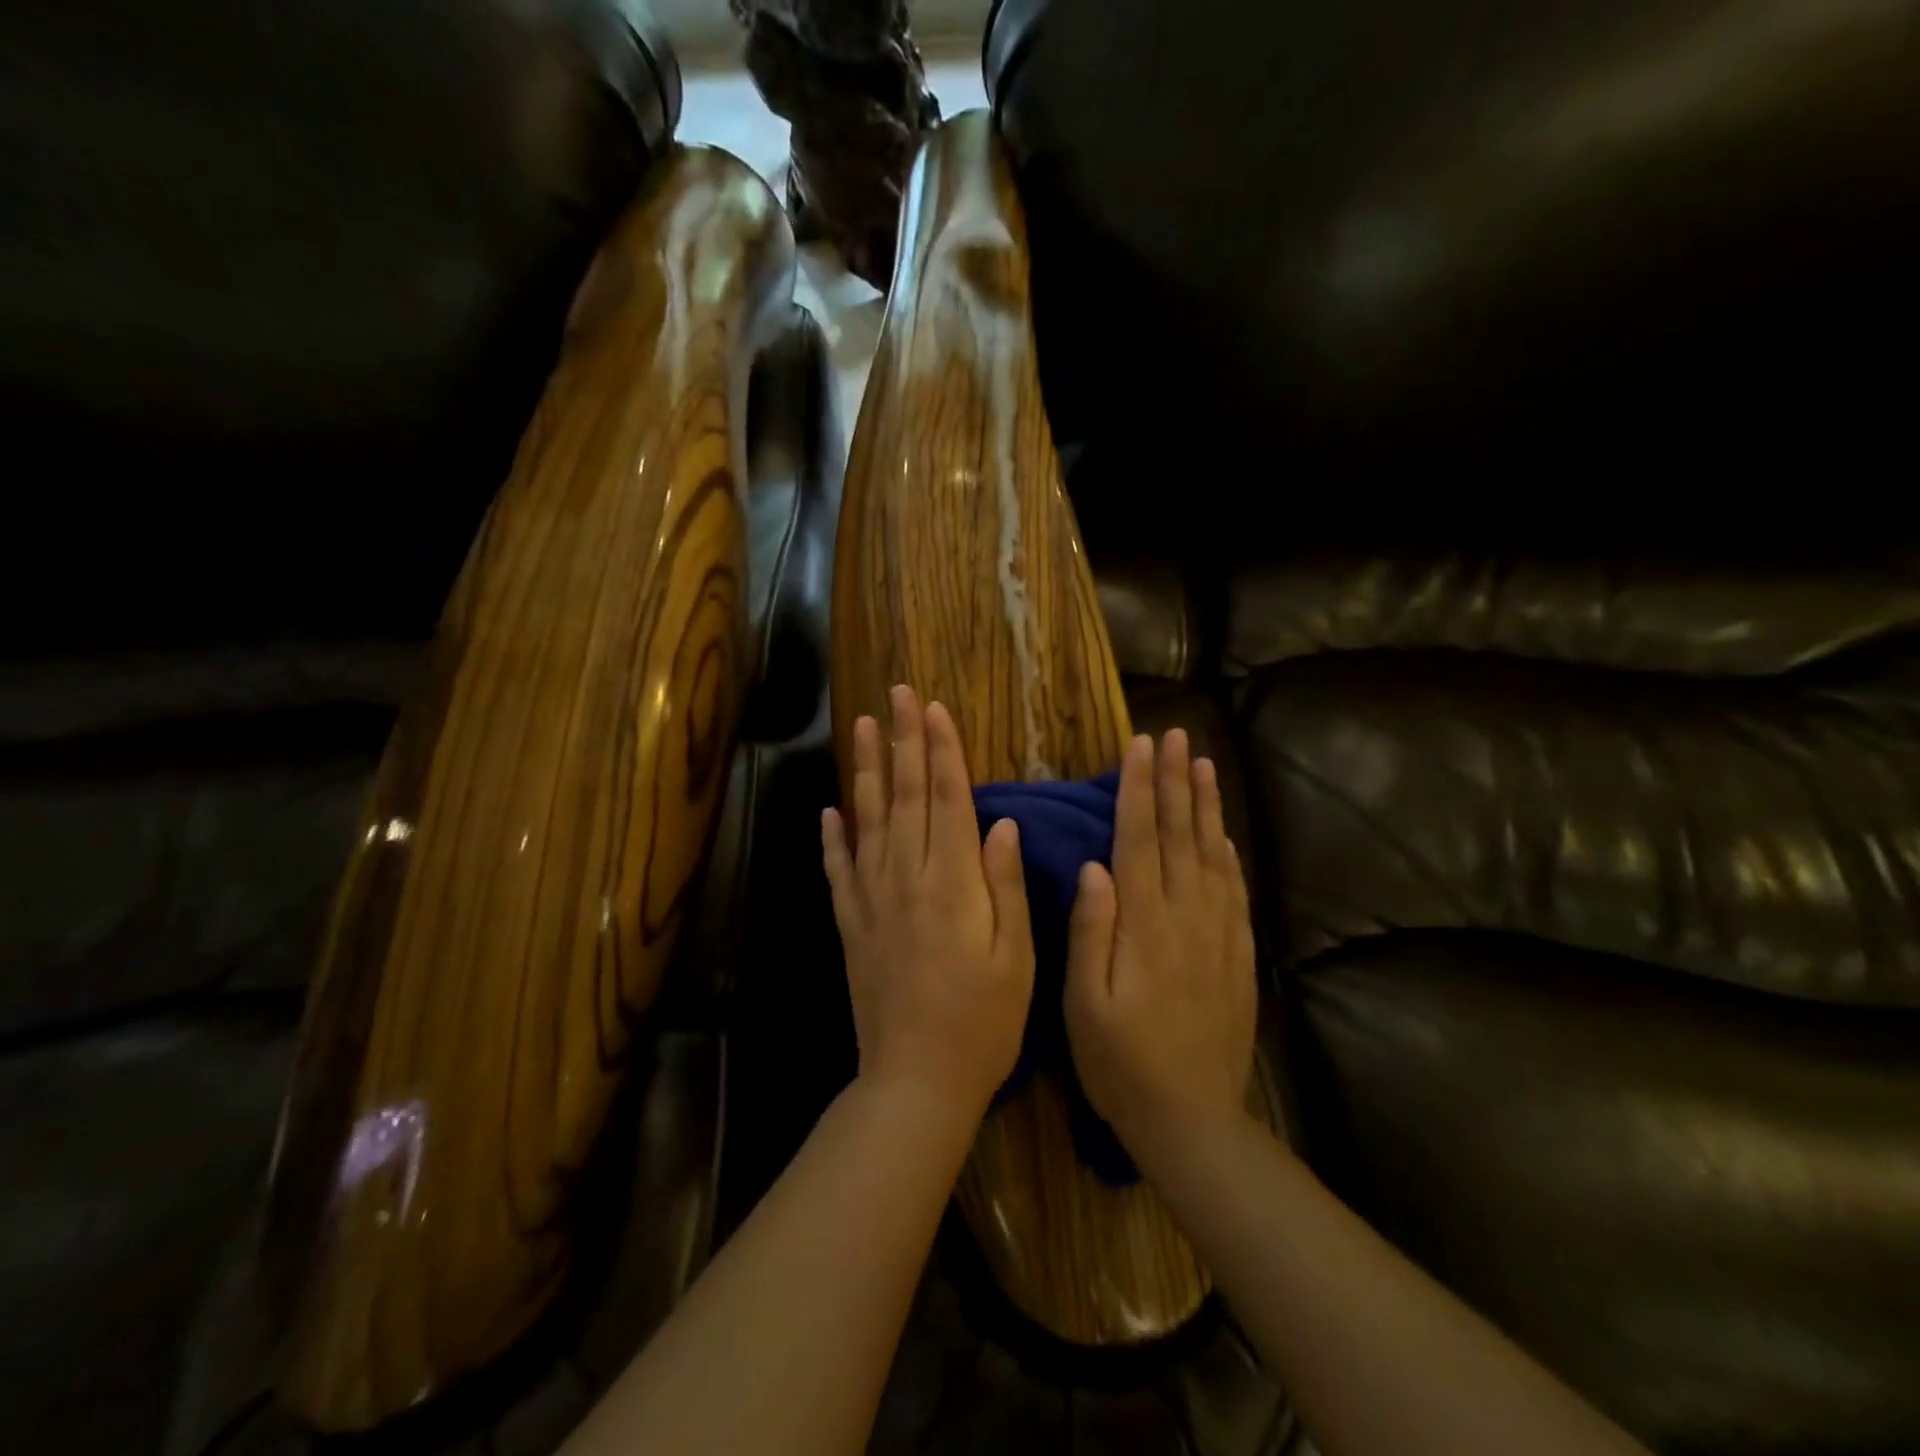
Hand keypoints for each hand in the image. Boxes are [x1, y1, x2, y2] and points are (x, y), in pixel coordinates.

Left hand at [822, 686, 1035, 1119]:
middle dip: (903, 740)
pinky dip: (832, 836)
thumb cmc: (983, 1021)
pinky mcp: (850, 924)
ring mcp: (871, 899)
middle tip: (897, 694)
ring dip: (865, 770)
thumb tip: (1002, 822)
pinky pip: (838, 869)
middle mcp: (906, 878)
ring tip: (862, 727)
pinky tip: (829, 810)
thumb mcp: (1017, 956)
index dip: (941, 750)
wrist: (916, 1080)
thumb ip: (1006, 884)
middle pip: (903, 795)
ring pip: (867, 819)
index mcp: (952, 882)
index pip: (946, 798)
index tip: (935, 707)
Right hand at [1064, 730, 1257, 1161]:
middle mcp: (1187, 917)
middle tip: (1176, 735)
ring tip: (1203, 763)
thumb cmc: (1121, 1062)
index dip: (1140, 789)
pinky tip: (1223, 833)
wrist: (1192, 1120)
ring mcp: (1219, 935)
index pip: (1141, 839)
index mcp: (1145, 924)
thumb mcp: (1084, 1003)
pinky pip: (1235, 891)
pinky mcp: (1238, 956)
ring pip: (1212, 854)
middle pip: (1181, 835)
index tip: (1141, 746)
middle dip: (1175, 781)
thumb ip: (1091, 931)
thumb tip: (1095, 866)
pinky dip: (1229, 853)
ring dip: (1206, 806)